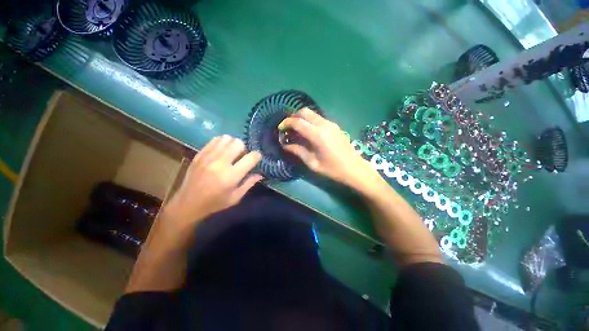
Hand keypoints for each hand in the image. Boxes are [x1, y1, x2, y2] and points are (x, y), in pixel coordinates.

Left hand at [164, 135, 262, 230]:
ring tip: (231, 153)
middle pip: (238, 143)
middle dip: (244, 148)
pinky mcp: (199, 154)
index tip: (256, 159)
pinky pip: (215, 140)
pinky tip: (221, 151)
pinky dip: (222, 143)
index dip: (257, 156)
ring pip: (227, 138)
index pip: (251, 157)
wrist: (187, 204)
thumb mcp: (236, 197)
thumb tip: (260, 174)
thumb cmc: (215, 203)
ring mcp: (208, 157)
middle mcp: (220, 163)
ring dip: (233, 144)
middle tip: (241, 157)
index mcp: (231, 176)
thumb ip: (249, 183)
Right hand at [278, 108, 381, 192]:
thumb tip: (285, 144)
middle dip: (293, 116)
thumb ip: (298, 151)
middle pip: (305, 112)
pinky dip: (310, 121)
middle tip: (288, 127)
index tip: (280, 128)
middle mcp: (324, 125)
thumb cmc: (333, 169)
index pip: (298, 122)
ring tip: (296, 130)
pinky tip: (308, 132)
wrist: (355, 169)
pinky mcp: (335, 126)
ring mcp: (331, 124)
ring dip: (302, 118)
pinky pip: (319, 118)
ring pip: (312, 113)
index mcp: (318, 135)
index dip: (286, 123)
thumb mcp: (313, 163)